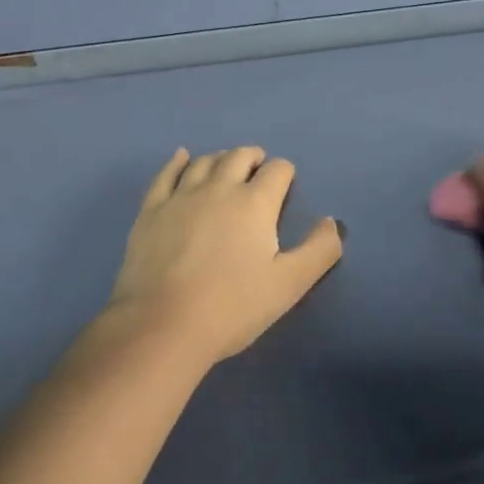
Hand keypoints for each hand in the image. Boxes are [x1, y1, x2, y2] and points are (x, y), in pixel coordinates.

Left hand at [106, 147, 344, 366]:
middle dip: (254, 159)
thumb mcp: (289, 285)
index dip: (285, 174)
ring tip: (226, 168)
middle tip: (258, 172)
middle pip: (240, 156)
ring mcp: (181, 196)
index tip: (285, 187)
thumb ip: (319, 250)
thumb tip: (331, 222)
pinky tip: (182, 157)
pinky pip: (166, 174)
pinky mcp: (151, 210)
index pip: (278, 170)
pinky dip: (178, 161)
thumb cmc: (232, 307)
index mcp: (255, 203)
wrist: (163, 326)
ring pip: (205, 162)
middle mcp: (219, 187)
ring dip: (221, 159)